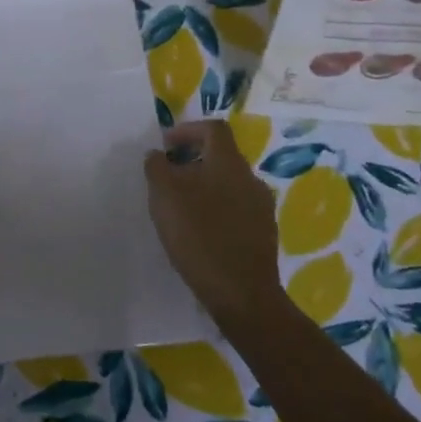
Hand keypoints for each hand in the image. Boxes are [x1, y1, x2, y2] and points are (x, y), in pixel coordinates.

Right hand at [144, 119, 285, 330]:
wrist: (242, 293)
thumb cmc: (199, 235)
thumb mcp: (164, 196)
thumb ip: (157, 168)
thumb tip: (157, 155)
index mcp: (229, 162)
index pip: (213, 128)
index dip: (188, 130)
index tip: (166, 146)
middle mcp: (250, 178)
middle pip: (222, 156)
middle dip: (193, 161)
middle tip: (168, 178)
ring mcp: (261, 207)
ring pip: (229, 184)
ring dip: (205, 187)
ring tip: (181, 207)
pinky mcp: (263, 234)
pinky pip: (237, 209)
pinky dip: (217, 210)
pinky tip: (201, 232)